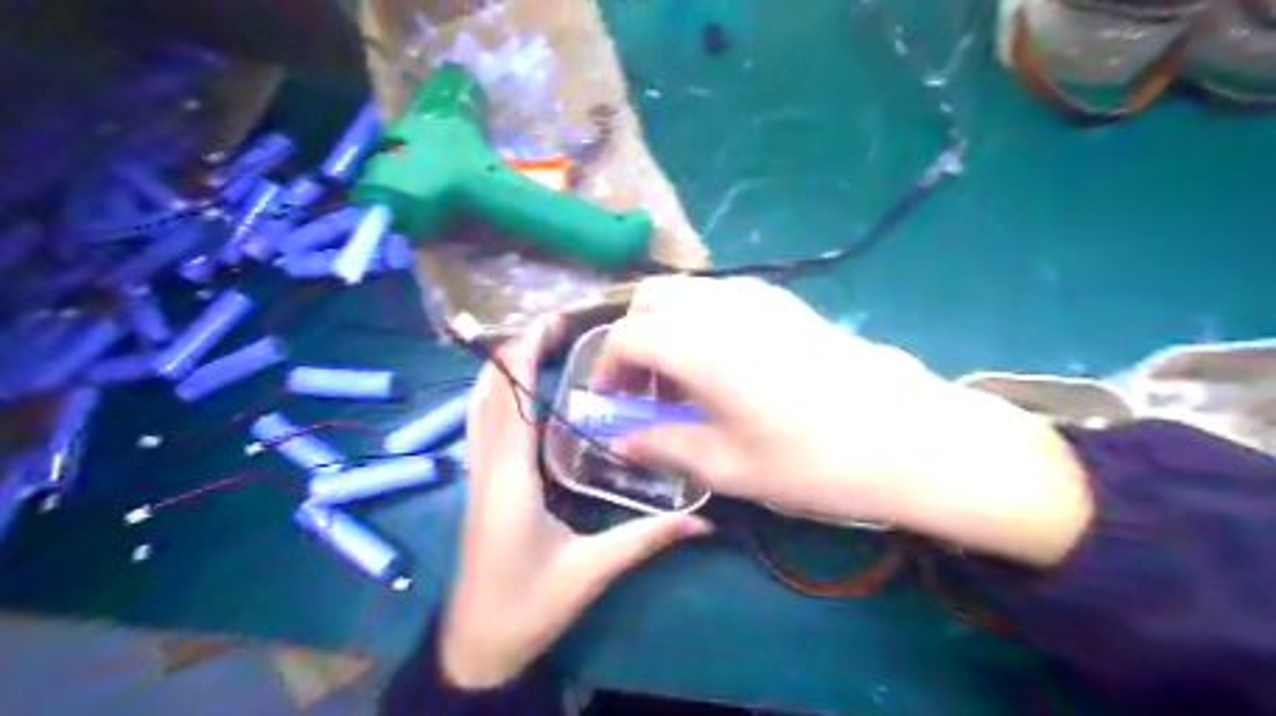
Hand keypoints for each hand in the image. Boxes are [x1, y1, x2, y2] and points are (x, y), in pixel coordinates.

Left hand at [446, 315, 712, 686]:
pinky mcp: (479, 486)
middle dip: (511, 352)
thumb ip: (644, 538)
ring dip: (499, 371)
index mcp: (510, 480)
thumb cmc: (527, 607)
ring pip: (476, 408)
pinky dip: (494, 397)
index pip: (510, 402)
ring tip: (534, 346)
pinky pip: (480, 427)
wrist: (476, 645)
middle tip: (550, 326)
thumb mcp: (590, 571)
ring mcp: (477, 476)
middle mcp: (486, 468)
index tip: (548, 324)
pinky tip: (519, 393)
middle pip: (486, 395)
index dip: (523, 357)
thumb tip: (702, 519)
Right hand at [592, 277, 1090, 568]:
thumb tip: (617, 441)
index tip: (611, 403)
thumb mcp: (726, 465)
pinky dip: (700, 318)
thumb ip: (662, 445)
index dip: (606, 369)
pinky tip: (722, 362)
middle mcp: (720, 305)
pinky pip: (721, 294)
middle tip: (643, 387)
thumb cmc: (810, 460)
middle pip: (650, 299)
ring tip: (681, 377)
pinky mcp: (785, 300)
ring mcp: (757, 295)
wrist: (906, 436)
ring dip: (665, 325)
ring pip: (686, 291)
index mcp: (696, 345)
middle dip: (631, 338)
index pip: (625, 337)